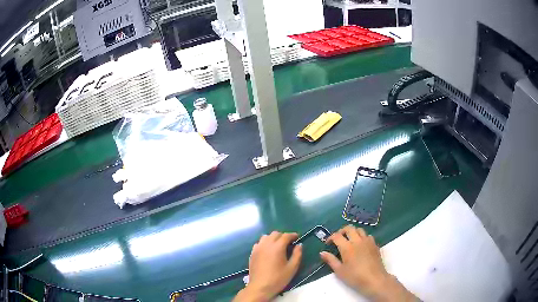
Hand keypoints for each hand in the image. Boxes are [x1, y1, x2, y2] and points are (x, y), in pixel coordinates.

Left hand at [234, 231, 301, 301]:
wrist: (260, 287)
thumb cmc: (278, 278)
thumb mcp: (292, 268)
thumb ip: (297, 254)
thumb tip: (299, 245)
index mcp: (277, 247)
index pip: (286, 235)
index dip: (293, 235)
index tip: (297, 237)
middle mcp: (266, 244)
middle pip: (275, 234)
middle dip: (283, 236)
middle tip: (289, 242)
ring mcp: (257, 248)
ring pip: (266, 237)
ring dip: (273, 238)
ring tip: (278, 246)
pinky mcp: (252, 253)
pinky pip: (259, 243)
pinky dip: (265, 243)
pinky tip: (268, 251)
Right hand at [320, 225, 416, 301]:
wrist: (374, 279)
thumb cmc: (355, 277)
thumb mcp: (339, 271)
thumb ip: (331, 260)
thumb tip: (322, 252)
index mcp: (347, 247)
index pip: (337, 236)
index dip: (330, 238)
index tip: (328, 244)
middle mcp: (357, 241)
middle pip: (349, 228)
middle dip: (342, 231)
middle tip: (338, 239)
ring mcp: (368, 241)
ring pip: (359, 230)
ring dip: (353, 232)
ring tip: (349, 240)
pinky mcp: (375, 244)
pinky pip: (368, 236)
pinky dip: (362, 237)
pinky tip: (361, 245)